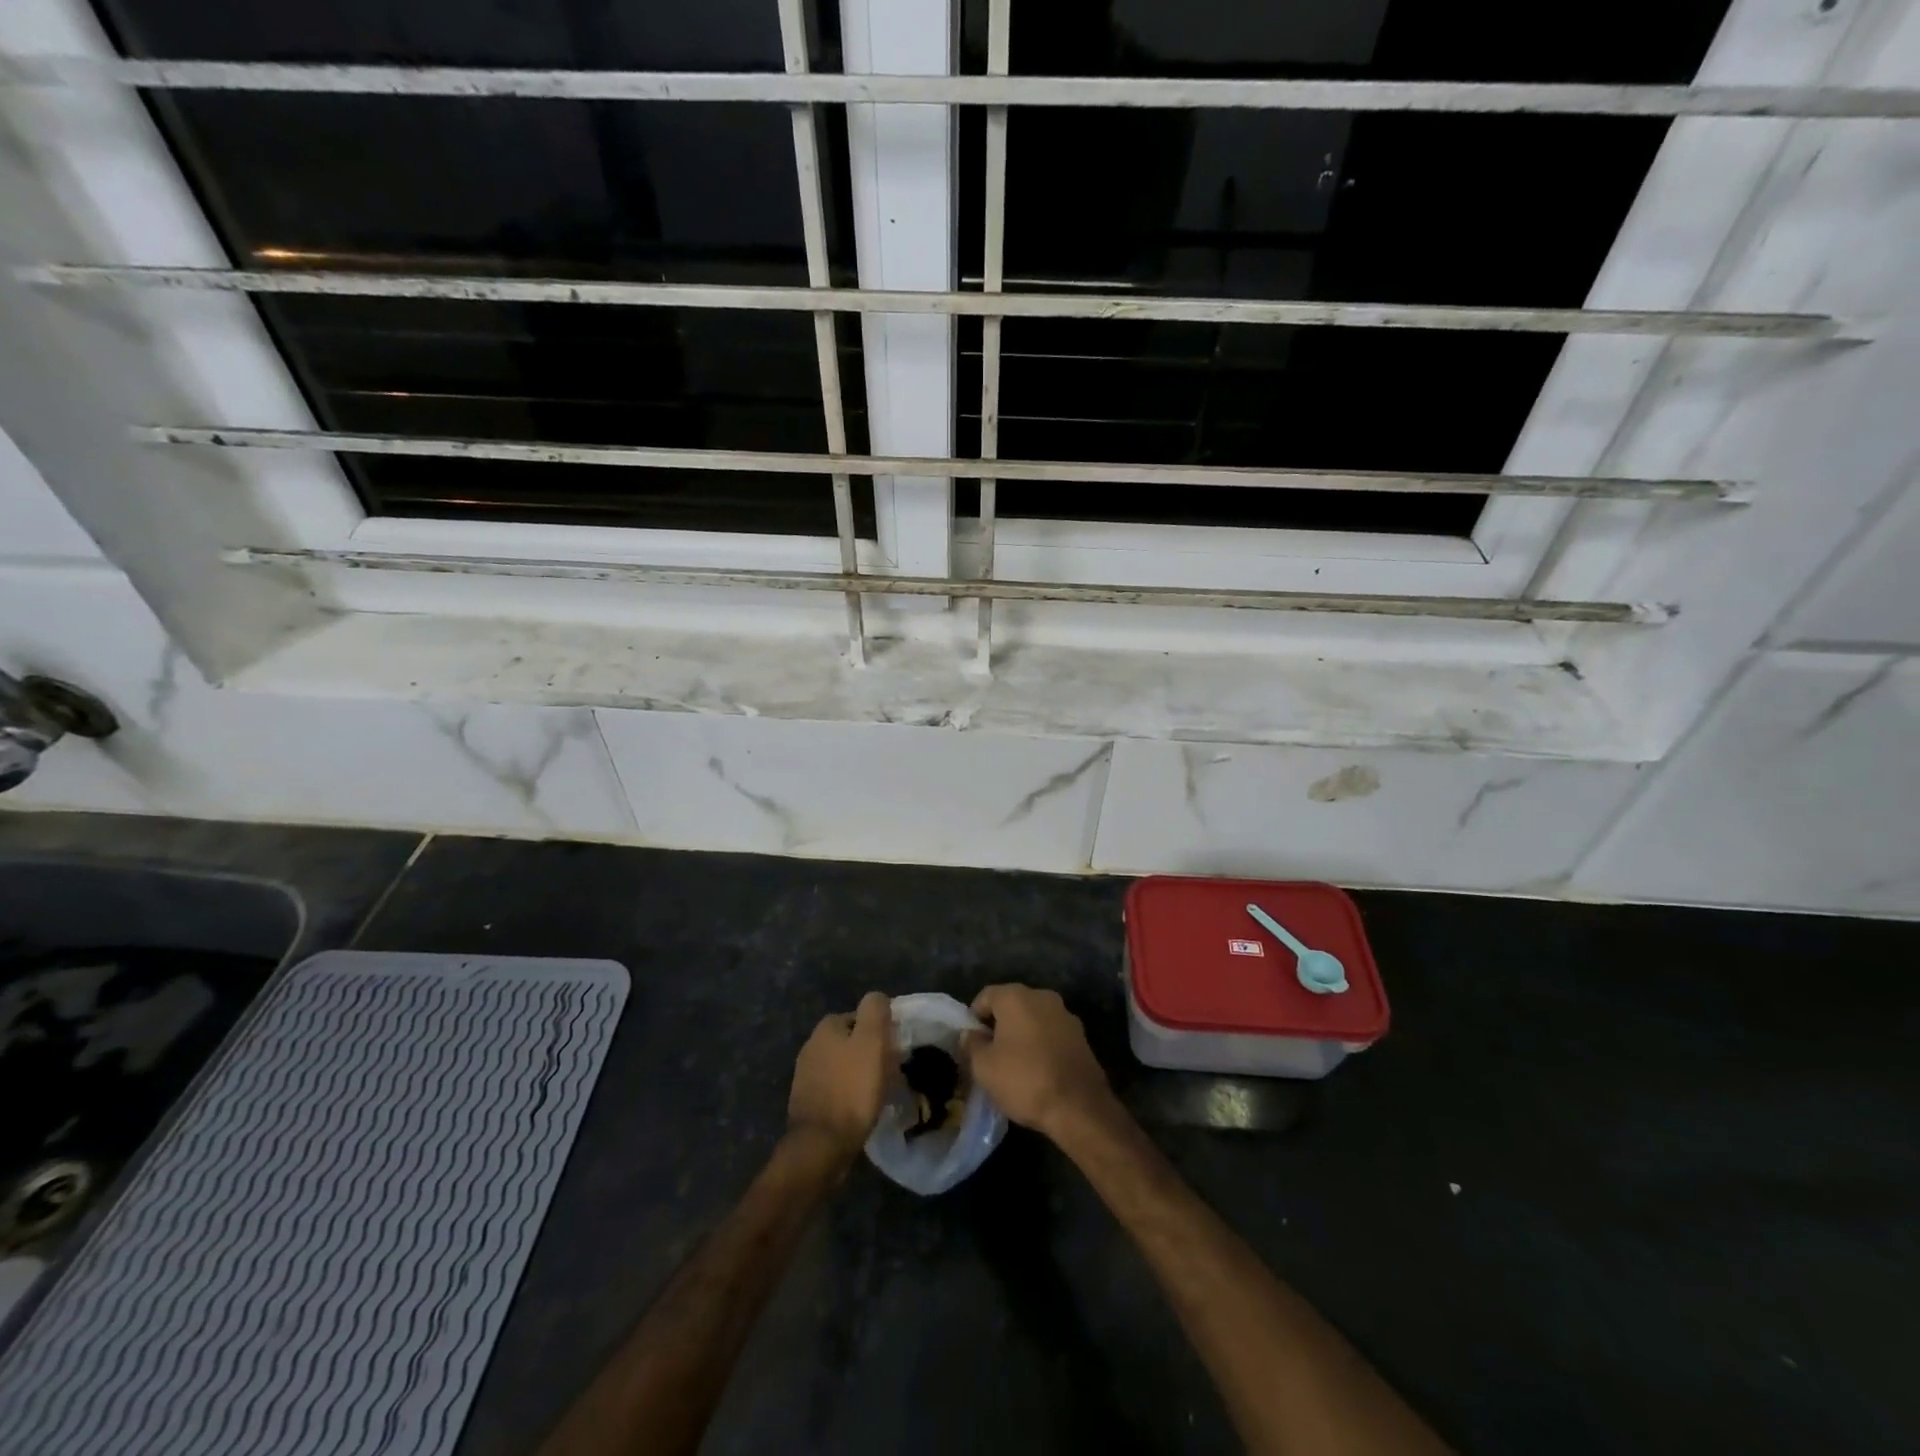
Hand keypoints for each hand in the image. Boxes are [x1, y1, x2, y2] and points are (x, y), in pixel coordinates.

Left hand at [787, 992, 891, 1162]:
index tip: (895, 1049)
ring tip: (879, 1092)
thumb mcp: (872, 1041)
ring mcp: (806, 1076)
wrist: (821, 1144)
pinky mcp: (807, 1102)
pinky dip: (849, 1094)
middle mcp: (811, 1046)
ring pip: (842, 1066)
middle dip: (870, 1052)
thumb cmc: (852, 1088)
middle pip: (850, 1041)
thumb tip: (877, 998)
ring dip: (860, 1074)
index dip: (880, 1030)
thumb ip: (875, 1011)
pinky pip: (835, 1089)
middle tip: (891, 1070)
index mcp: (826, 1028)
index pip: (859, 1016)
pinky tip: (861, 1108)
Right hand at [963, 985, 1114, 1140]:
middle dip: (999, 1026)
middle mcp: (1042, 996)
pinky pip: (1051, 1034)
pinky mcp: (1081, 1036)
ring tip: (1013, 1065)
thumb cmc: (1024, 1080)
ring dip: (1021, 1036)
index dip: (974, 1018)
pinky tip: (1037, 1071)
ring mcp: (1065, 1015)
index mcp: (1016, 996)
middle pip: (1011, 1005)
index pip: (985, 996)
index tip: (971, 1043)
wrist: (1079, 1107)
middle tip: (989, 1055)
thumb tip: (970, 1034)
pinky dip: (1041, 1046)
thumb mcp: (984, 1067)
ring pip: (1033, 1020)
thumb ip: (971, 1044)